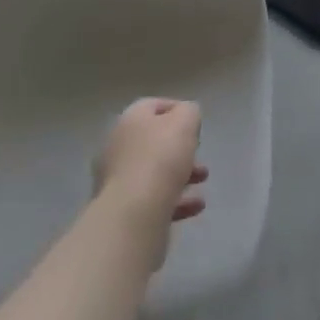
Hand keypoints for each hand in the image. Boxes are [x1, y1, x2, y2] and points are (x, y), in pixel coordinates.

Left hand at [94, 98, 207, 233]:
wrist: (134, 213)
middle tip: (199, 156)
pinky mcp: (121, 208)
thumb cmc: (161, 158)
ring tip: (202, 183)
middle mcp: (118, 145)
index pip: (154, 106)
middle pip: (154, 141)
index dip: (178, 111)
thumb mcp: (186, 121)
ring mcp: (116, 179)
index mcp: (130, 119)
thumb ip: (189, 112)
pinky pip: (152, 198)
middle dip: (182, 149)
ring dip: (181, 175)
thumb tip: (185, 118)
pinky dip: (174, 199)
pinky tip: (194, 206)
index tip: (197, 125)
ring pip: (154, 171)